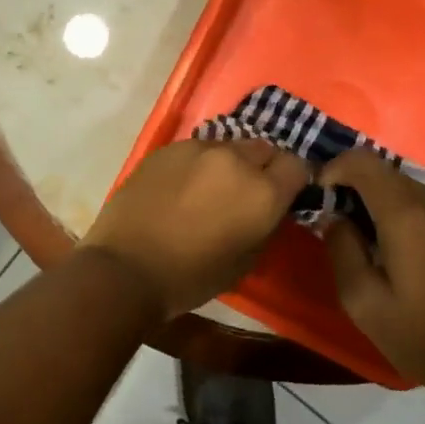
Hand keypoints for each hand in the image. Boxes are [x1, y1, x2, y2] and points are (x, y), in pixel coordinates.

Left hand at [81, 138, 309, 319]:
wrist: (126, 268)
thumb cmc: (191, 277)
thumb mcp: (246, 262)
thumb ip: (265, 225)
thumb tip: (269, 209)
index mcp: (263, 192)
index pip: (297, 165)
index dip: (293, 180)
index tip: (283, 194)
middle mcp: (235, 160)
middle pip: (264, 149)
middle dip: (262, 167)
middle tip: (246, 192)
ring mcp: (198, 149)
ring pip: (228, 146)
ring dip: (229, 163)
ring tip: (211, 188)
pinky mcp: (166, 148)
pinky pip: (195, 149)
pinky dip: (197, 164)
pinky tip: (180, 187)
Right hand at [319, 149, 424, 392]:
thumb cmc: (420, 334)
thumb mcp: (362, 300)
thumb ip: (341, 249)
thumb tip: (335, 219)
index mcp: (406, 215)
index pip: (362, 161)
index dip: (334, 168)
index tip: (321, 194)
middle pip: (385, 173)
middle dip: (356, 189)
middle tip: (341, 224)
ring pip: (408, 188)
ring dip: (382, 203)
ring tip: (371, 240)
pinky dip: (407, 214)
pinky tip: (403, 249)